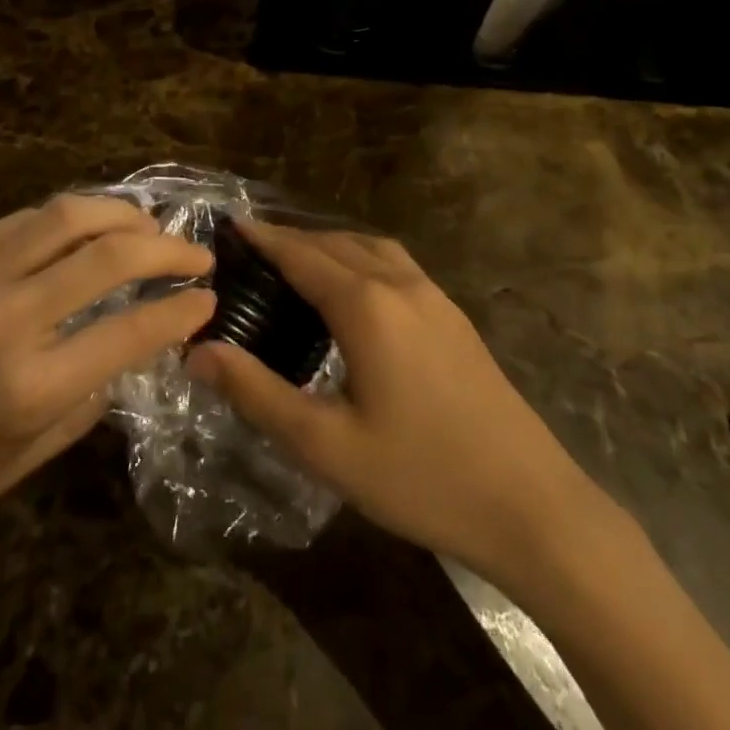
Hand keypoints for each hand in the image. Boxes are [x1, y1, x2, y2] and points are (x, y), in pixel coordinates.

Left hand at [0, 196, 214, 563]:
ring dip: (122, 215)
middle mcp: (0, 321)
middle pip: (105, 255)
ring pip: (67, 215)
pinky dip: (73, 220)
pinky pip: (27, 220)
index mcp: (28, 386)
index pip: (128, 328)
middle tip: (194, 253)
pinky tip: (95, 230)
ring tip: (150, 228)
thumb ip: (105, 378)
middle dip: (165, 248)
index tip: (209, 296)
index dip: (179, 307)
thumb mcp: (46, 443)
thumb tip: (154, 323)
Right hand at [187, 220, 589, 581]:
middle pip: (336, 243)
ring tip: (298, 260)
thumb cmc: (421, 476)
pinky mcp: (455, 316)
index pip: (302, 255)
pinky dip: (362, 257)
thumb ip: (257, 394)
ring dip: (330, 243)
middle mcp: (400, 284)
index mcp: (366, 305)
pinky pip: (396, 264)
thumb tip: (198, 352)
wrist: (531, 504)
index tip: (231, 224)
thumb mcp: (326, 446)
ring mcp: (434, 296)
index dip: (264, 238)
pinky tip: (357, 288)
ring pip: (371, 248)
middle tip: (253, 248)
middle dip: (292, 238)